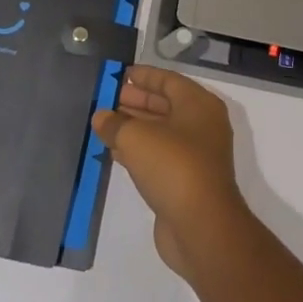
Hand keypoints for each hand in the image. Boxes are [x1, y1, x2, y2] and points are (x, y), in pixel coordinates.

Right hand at [92, 66, 250, 277]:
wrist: (202, 227)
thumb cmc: (173, 167)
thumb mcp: (136, 137)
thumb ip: (115, 123)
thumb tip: (101, 117)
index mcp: (198, 105)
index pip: (168, 80)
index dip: (143, 76)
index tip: (118, 74)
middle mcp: (201, 126)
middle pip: (164, 105)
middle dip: (135, 101)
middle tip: (106, 99)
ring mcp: (195, 155)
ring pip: (160, 132)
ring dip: (133, 127)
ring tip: (103, 123)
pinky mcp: (185, 181)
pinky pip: (158, 157)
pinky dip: (137, 151)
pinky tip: (113, 151)